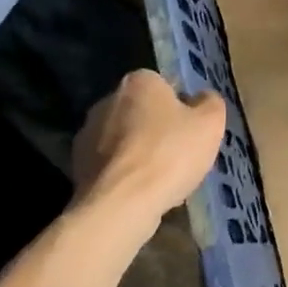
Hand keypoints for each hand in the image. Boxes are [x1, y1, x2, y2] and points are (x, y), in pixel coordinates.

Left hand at [71, 70, 225, 232]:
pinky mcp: (77, 167)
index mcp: (139, 81)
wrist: (120, 205)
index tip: (192, 131)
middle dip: (159, 130)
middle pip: (143, 112)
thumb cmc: (169, 154)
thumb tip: (201, 99)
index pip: (165, 86)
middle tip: (180, 155)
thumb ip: (210, 102)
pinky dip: (126, 176)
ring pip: (126, 141)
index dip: (182, 108)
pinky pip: (112, 166)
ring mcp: (88, 134)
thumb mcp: (210, 122)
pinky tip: (141, 195)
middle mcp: (107, 100)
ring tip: (162, 181)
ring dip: (141, 154)